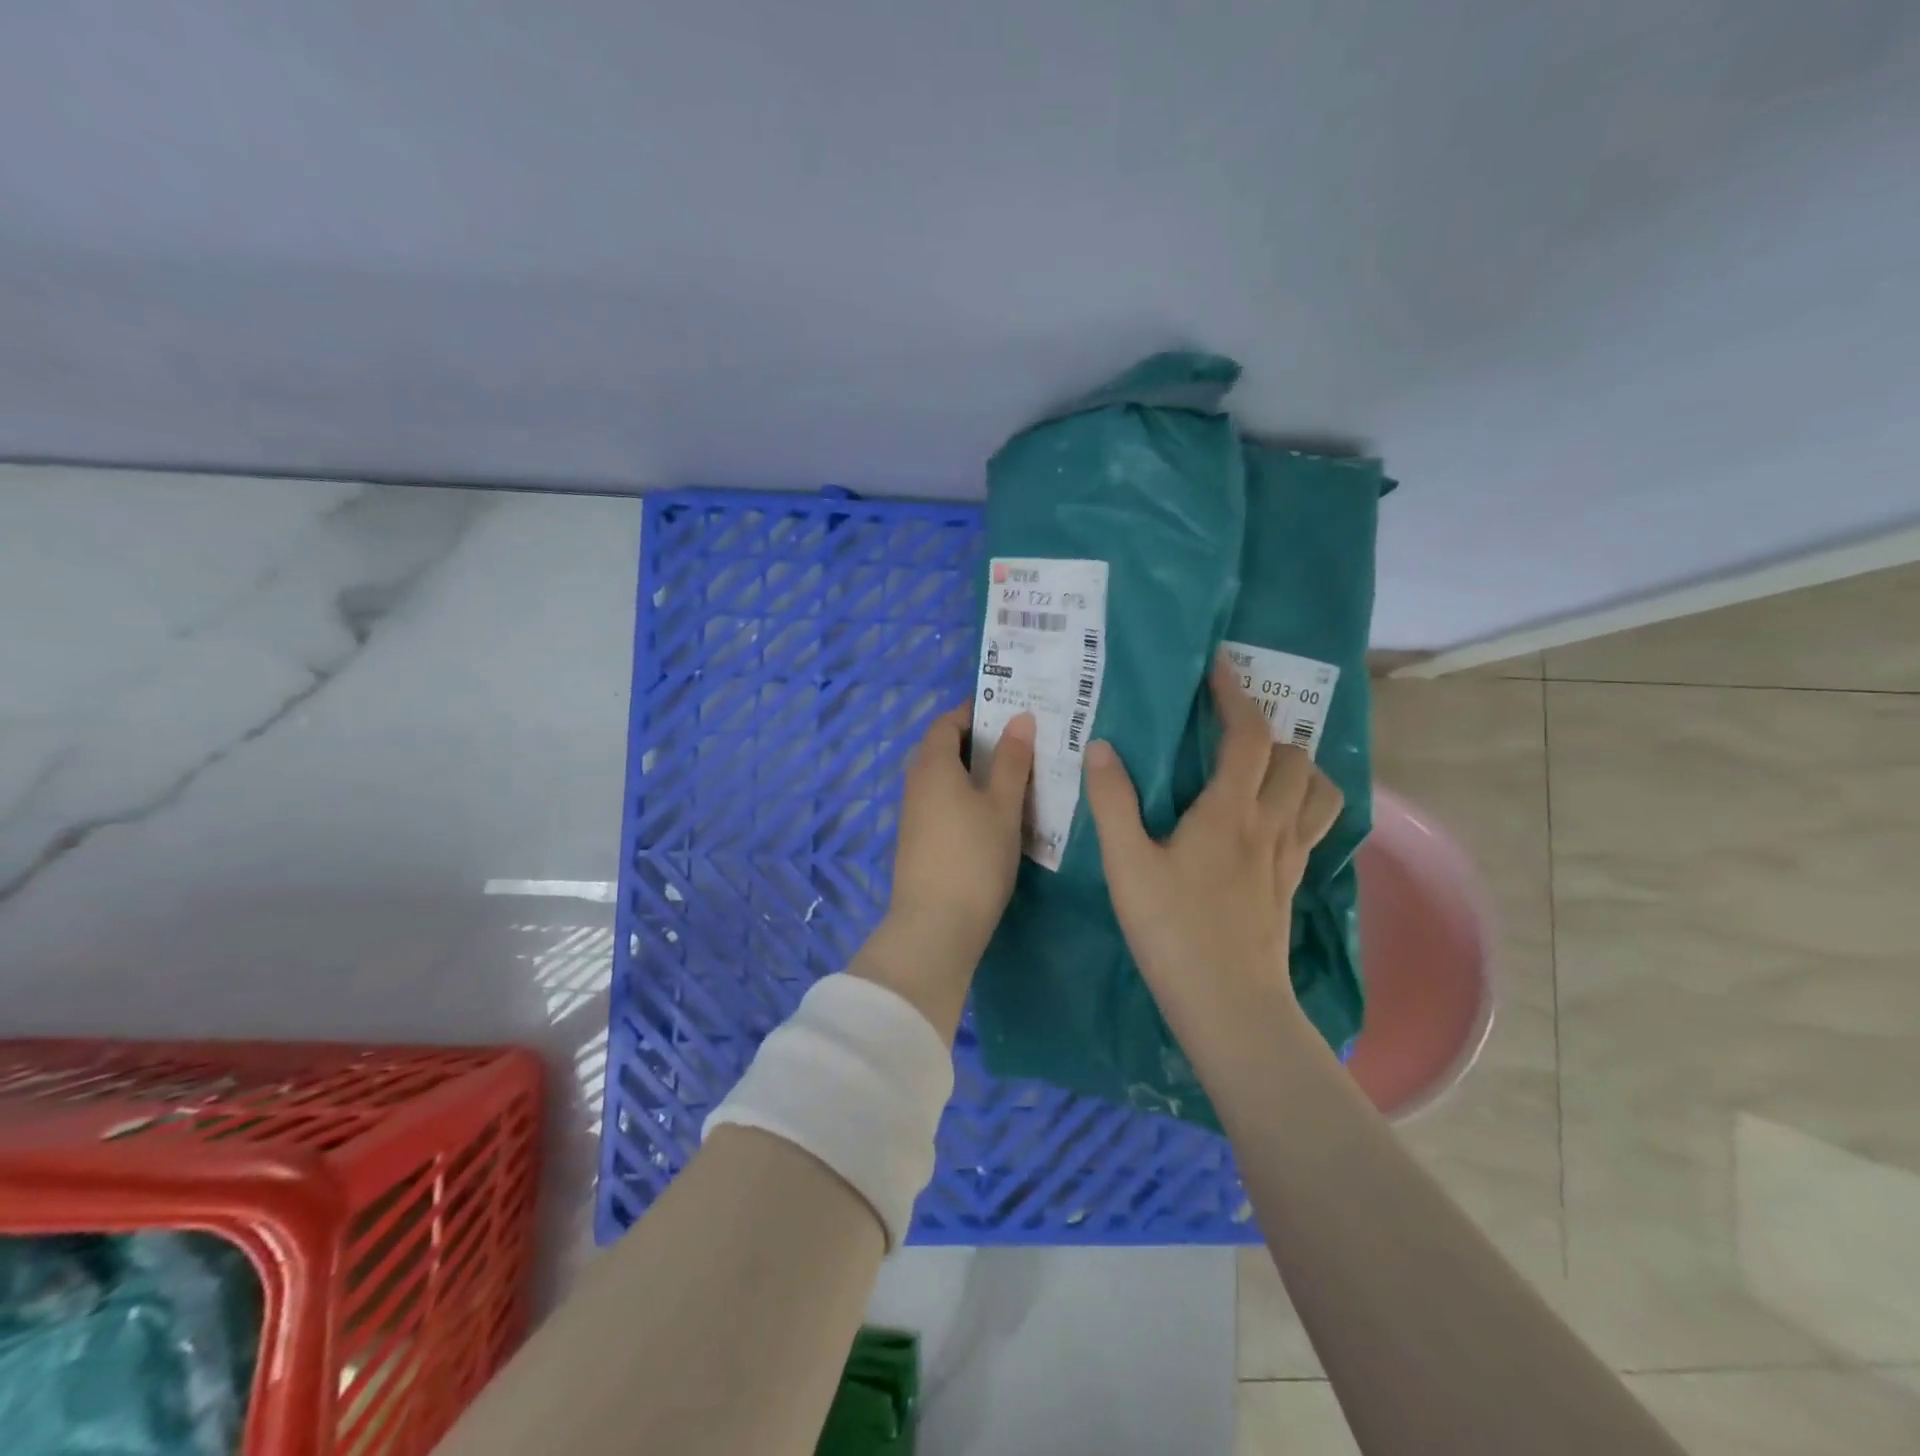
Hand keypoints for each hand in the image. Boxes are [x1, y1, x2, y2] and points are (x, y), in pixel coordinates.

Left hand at [852, 705, 1034, 1040]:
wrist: (934, 926)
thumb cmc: (974, 857)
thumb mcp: (1002, 806)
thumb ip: (1011, 761)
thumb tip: (1019, 718)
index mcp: (933, 766)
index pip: (947, 722)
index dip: (974, 712)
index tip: (1008, 712)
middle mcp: (916, 784)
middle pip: (943, 749)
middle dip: (977, 742)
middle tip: (1019, 745)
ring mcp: (913, 815)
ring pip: (944, 779)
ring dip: (973, 773)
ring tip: (1014, 778)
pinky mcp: (918, 842)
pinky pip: (942, 803)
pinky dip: (965, 797)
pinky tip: (993, 815)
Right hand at [1083, 652, 1342, 1026]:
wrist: (1229, 1004)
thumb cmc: (1172, 930)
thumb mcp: (1127, 865)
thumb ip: (1113, 802)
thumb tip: (1102, 748)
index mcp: (1230, 811)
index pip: (1248, 735)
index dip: (1235, 695)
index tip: (1218, 667)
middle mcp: (1271, 823)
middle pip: (1293, 756)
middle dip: (1265, 731)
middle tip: (1226, 730)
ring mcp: (1290, 854)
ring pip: (1318, 788)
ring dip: (1295, 766)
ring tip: (1259, 768)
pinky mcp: (1294, 882)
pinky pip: (1316, 824)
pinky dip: (1305, 802)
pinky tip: (1272, 816)